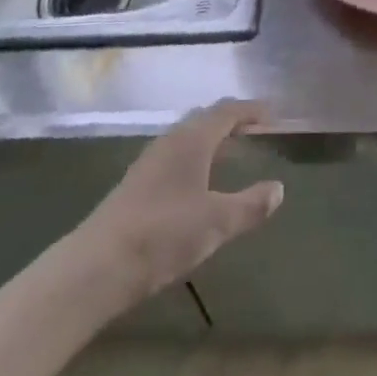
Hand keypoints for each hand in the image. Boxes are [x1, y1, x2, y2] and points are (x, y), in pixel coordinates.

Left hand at [77, 99, 283, 306]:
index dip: (251, 110)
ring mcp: (150, 161)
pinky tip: (197, 182)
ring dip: (210, 139)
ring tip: (230, 153)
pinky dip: (194, 157)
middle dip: (231, 121)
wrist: (97, 265)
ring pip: (186, 137)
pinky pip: (174, 155)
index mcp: (193, 139)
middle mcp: (171, 140)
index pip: (227, 111)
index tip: (271, 114)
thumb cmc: (164, 234)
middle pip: (205, 118)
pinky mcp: (136, 183)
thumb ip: (250, 205)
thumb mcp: (217, 222)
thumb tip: (279, 188)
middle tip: (254, 131)